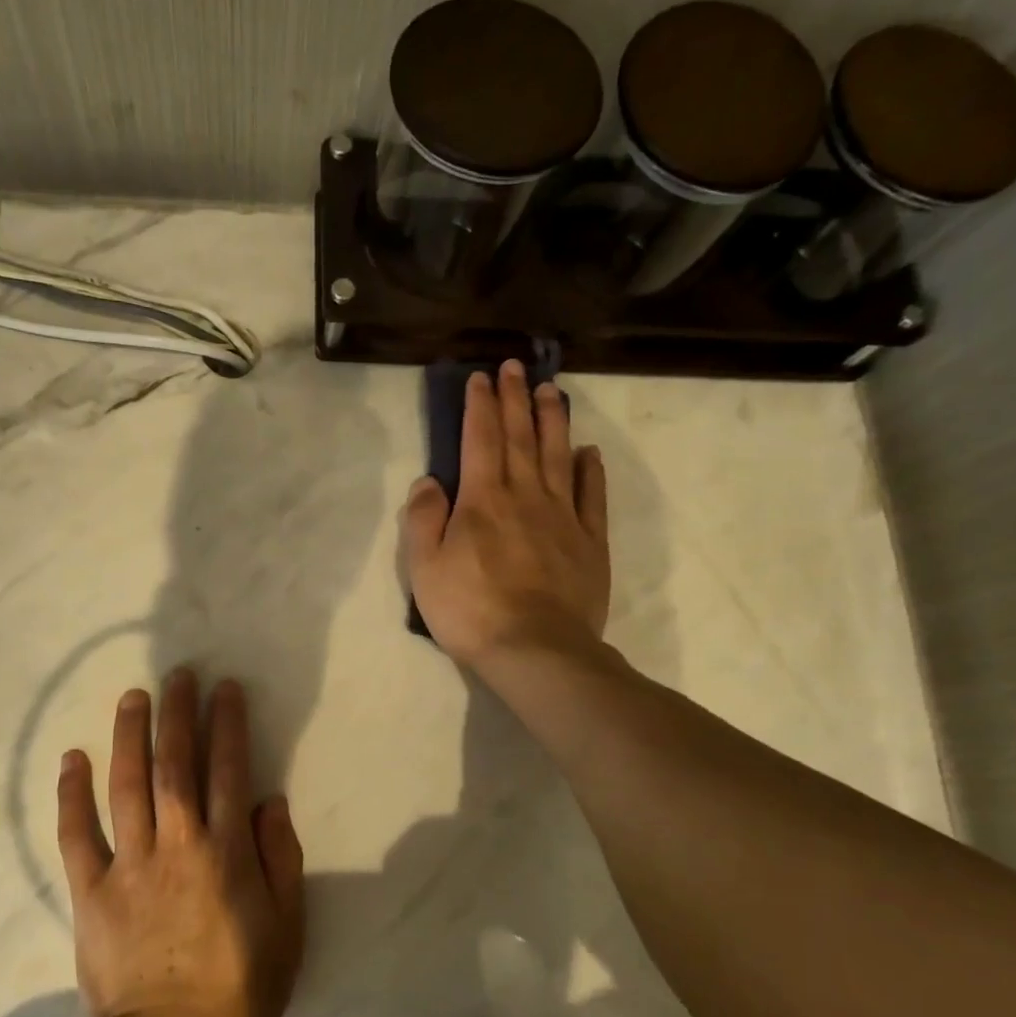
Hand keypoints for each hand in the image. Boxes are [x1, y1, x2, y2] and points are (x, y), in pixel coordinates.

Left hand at [57, 669, 305, 1016]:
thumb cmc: (237, 988)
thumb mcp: (287, 929)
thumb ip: (281, 860)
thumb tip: (268, 801)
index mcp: (225, 852)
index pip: (227, 770)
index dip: (226, 724)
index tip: (224, 689)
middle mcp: (177, 844)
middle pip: (175, 764)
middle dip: (177, 714)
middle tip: (177, 674)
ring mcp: (129, 864)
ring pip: (127, 785)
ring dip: (130, 735)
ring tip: (133, 696)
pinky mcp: (91, 890)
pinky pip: (76, 834)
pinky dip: (72, 795)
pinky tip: (73, 758)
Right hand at [402, 360, 610, 670]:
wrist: (536, 650)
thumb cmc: (471, 610)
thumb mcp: (425, 568)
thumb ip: (423, 519)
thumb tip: (430, 480)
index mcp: (482, 500)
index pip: (480, 439)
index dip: (480, 406)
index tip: (481, 377)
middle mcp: (525, 496)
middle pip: (521, 437)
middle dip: (515, 399)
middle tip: (516, 367)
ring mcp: (563, 517)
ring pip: (557, 456)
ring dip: (553, 421)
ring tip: (551, 391)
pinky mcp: (590, 542)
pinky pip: (592, 497)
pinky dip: (590, 470)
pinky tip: (588, 452)